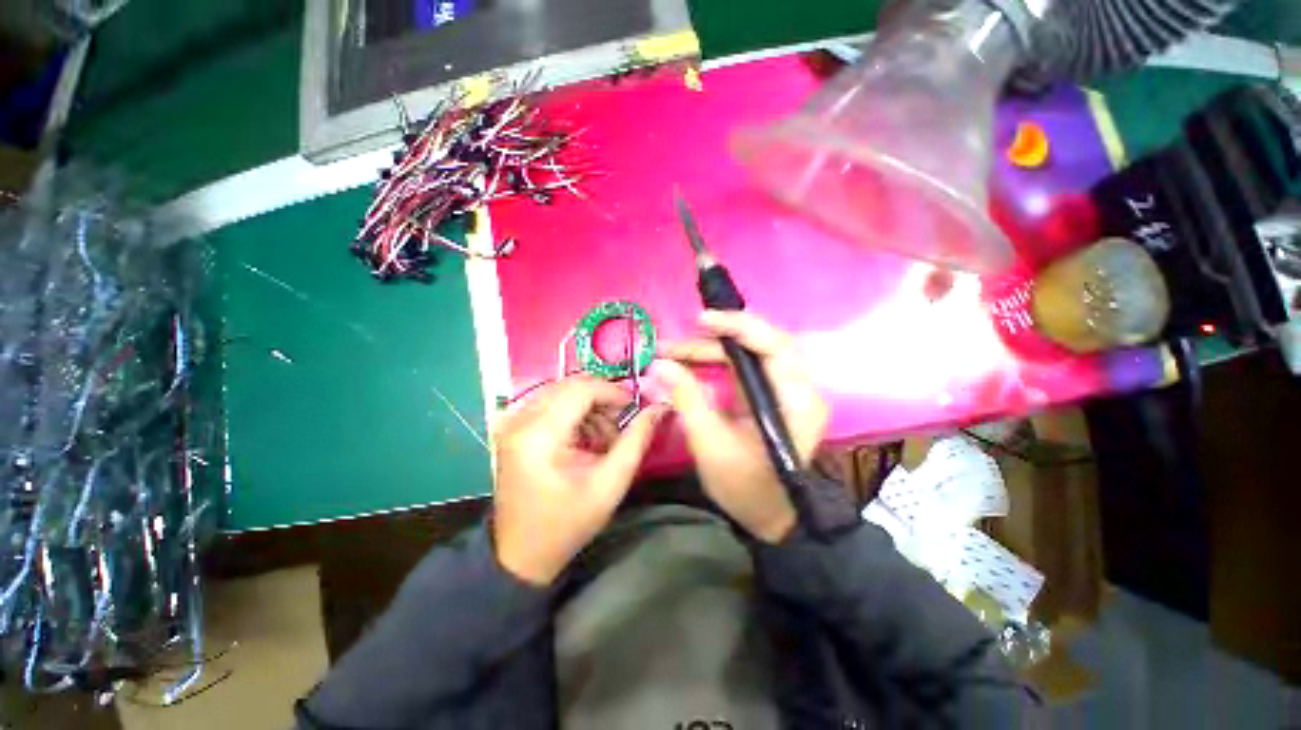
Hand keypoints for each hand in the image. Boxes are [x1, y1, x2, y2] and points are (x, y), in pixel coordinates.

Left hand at [492, 377, 664, 584]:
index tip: (633, 407)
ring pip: (561, 392)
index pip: (580, 390)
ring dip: (589, 407)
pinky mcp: (514, 429)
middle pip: (570, 386)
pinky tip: (586, 439)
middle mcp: (520, 420)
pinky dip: (575, 414)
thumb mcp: (610, 484)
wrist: (522, 554)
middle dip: (601, 399)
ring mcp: (513, 423)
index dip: (612, 392)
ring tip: (604, 439)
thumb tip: (659, 408)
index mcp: (538, 434)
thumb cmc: (567, 523)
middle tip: (621, 423)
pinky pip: (551, 404)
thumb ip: (636, 440)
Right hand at [655, 311, 828, 542]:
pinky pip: (743, 368)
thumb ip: (687, 399)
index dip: (739, 326)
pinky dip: (716, 363)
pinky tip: (689, 364)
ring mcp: (784, 391)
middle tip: (674, 344)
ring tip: (671, 353)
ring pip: (748, 355)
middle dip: (714, 340)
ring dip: (710, 351)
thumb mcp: (710, 444)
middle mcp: (797, 389)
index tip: (702, 319)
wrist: (769, 517)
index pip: (775, 346)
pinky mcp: (770, 396)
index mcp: (795, 401)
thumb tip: (659, 364)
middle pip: (759, 345)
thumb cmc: (745, 487)